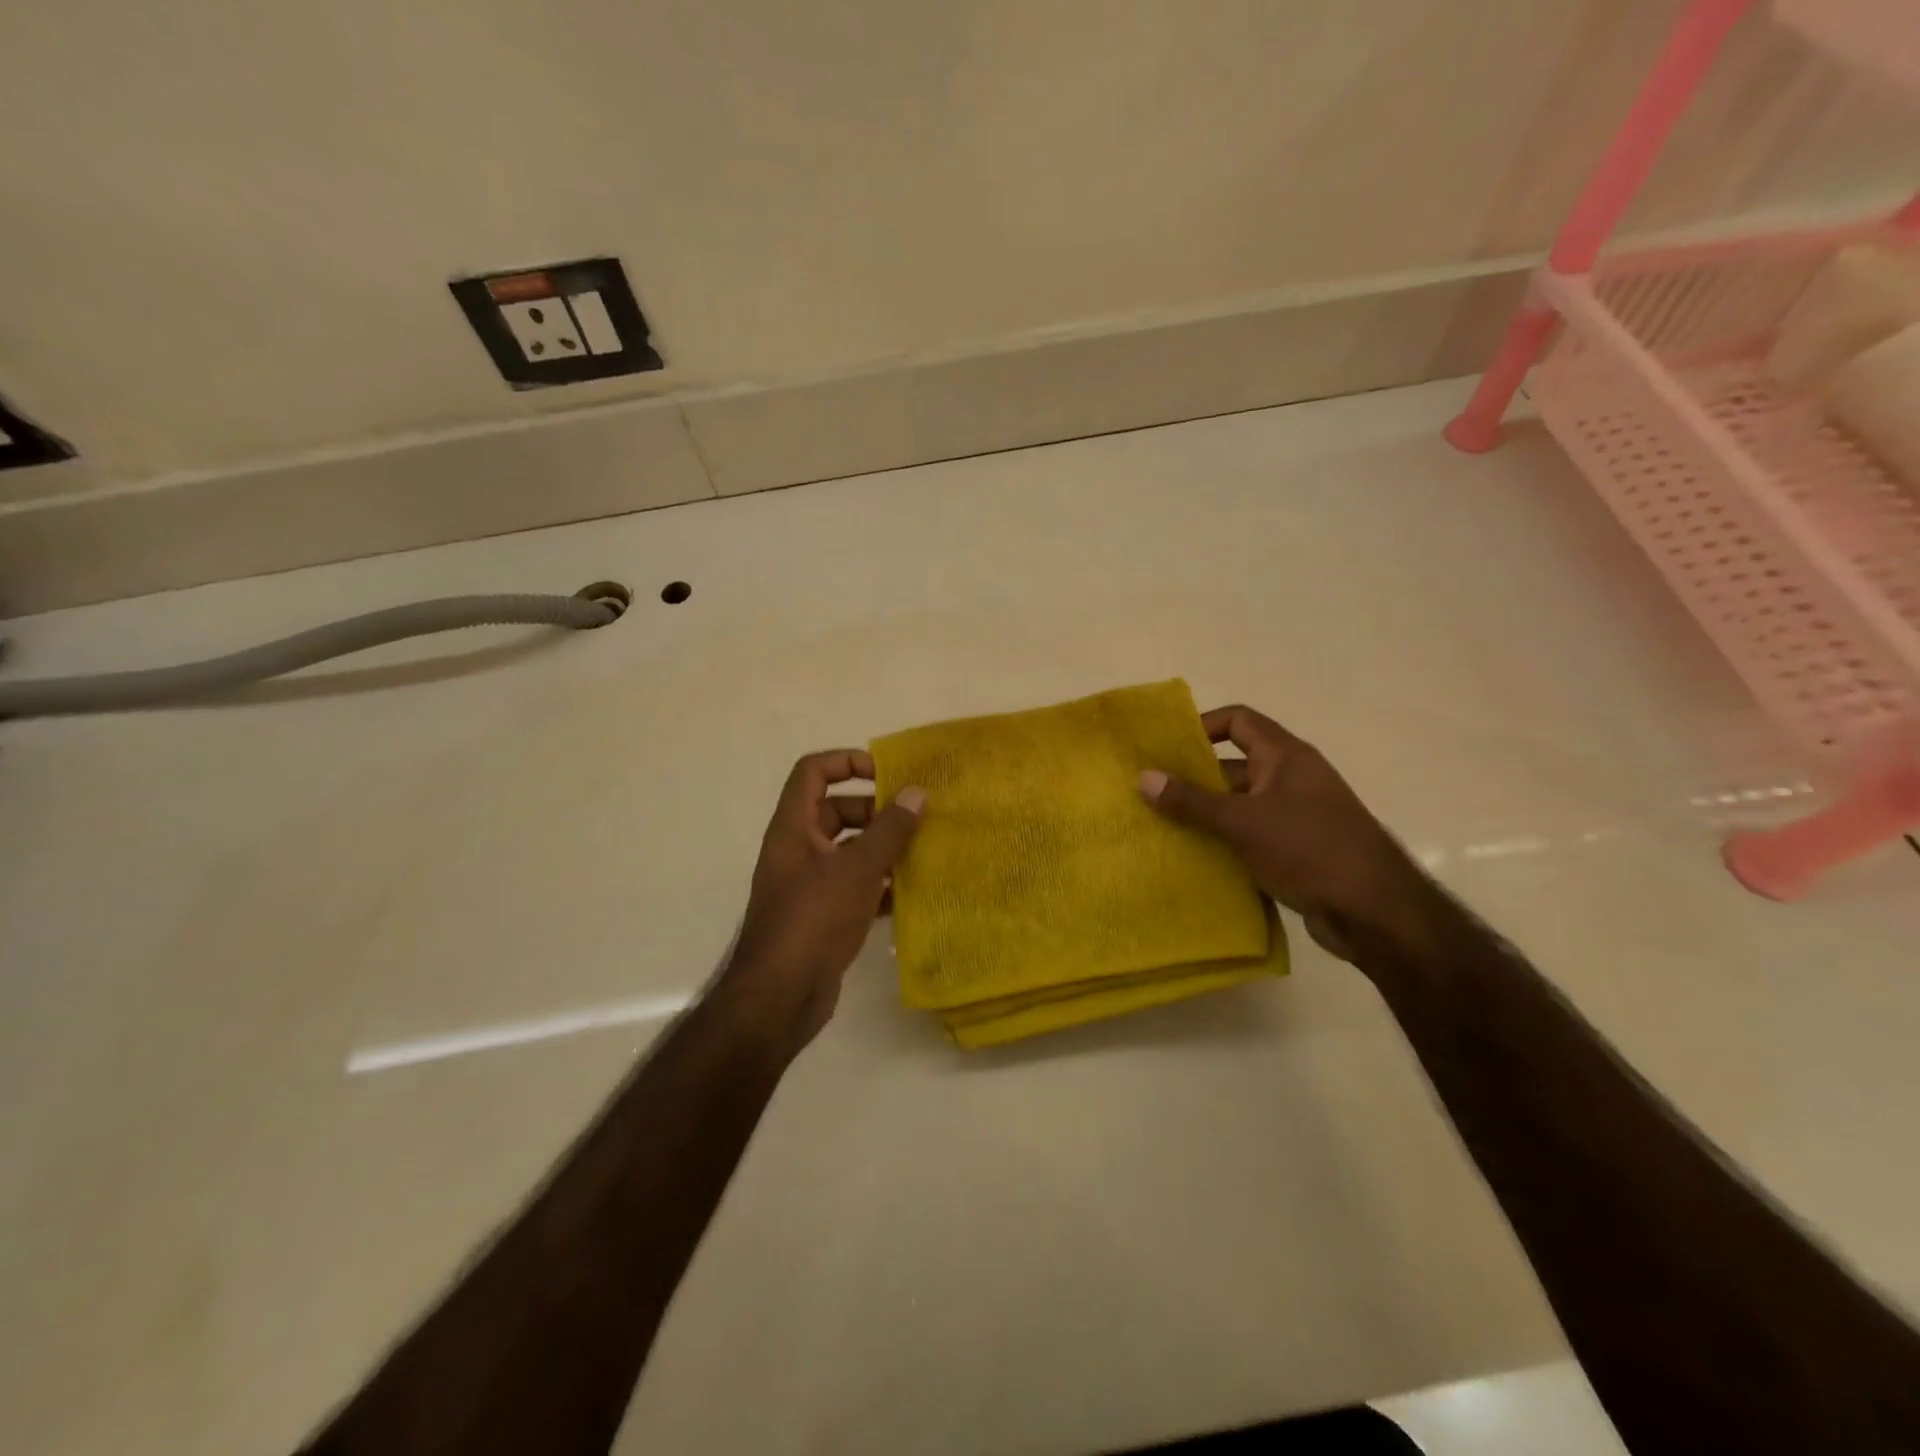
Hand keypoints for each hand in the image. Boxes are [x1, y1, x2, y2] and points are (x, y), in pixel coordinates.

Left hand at [723, 750, 925, 1050]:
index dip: (847, 762)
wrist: (780, 996)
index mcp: (794, 828)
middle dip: (875, 811)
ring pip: (849, 851)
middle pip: (836, 810)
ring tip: (923, 851)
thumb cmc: (813, 919)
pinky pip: (854, 886)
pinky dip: (879, 885)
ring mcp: (809, 885)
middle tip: (915, 818)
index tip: (887, 774)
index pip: (813, 772)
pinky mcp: (822, 916)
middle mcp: (798, 850)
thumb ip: (889, 830)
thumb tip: (917, 793)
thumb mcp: (856, 869)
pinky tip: (912, 893)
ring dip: (882, 848)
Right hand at [1139, 705, 1431, 961]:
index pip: (1238, 720)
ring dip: (1204, 814)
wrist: (1375, 913)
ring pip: (1238, 804)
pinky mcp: (1295, 850)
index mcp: (1285, 757)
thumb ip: (1192, 801)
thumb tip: (1143, 777)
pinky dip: (1223, 842)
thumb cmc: (1309, 850)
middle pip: (1233, 764)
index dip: (1202, 726)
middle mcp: (1290, 779)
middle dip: (1193, 777)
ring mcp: (1294, 816)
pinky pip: (1249, 835)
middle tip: (1149, 791)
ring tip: (1159, 825)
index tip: (1165, 747)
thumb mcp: (1243, 822)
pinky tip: (1191, 857)